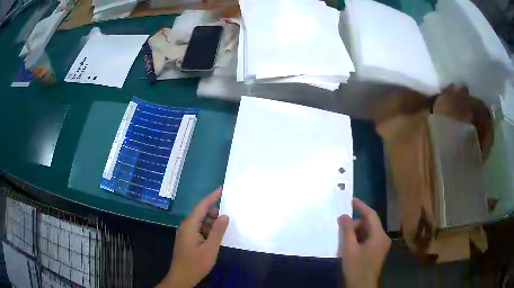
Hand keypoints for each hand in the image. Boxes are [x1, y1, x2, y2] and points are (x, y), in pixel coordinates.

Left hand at [158, 189, 228, 287]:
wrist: (182, 277)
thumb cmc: (196, 263)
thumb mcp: (210, 248)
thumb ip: (217, 231)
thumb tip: (224, 215)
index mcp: (189, 225)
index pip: (201, 206)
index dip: (211, 197)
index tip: (221, 189)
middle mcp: (186, 226)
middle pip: (200, 213)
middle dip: (213, 212)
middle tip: (226, 218)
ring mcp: (185, 233)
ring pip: (199, 221)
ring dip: (210, 222)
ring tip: (222, 228)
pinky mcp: (187, 239)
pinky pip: (198, 229)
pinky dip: (207, 229)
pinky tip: (214, 236)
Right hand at [338, 198, 390, 287]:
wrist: (362, 286)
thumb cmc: (356, 267)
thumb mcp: (349, 249)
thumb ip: (347, 231)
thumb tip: (344, 216)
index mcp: (379, 236)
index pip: (371, 215)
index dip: (361, 206)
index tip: (351, 200)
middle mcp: (383, 238)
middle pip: (370, 224)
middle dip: (356, 224)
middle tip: (342, 227)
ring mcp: (382, 245)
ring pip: (369, 232)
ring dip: (357, 232)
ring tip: (344, 237)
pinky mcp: (378, 252)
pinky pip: (370, 239)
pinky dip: (360, 238)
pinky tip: (350, 244)